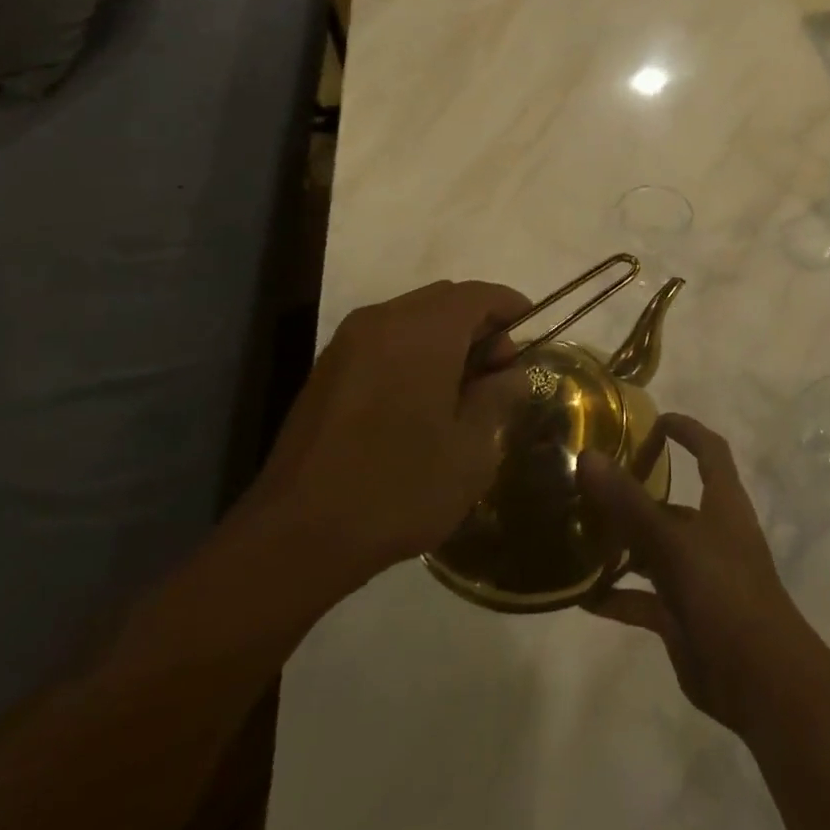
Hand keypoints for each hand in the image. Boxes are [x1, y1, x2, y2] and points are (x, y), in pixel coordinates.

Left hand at [248, 280, 531, 591]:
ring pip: (412, 318)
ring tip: (462, 390)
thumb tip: (510, 373)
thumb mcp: (471, 449)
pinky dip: (413, 352)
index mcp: (423, 330)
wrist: (296, 535)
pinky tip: (421, 400)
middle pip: (445, 300)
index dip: (512, 308)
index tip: (533, 336)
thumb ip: (498, 398)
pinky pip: (385, 340)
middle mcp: (382, 320)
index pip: (479, 294)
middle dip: (479, 325)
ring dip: (445, 339)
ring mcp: (348, 343)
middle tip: (499, 372)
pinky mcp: (326, 370)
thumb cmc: (399, 487)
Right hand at [578, 414, 814, 735]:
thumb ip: (629, 502)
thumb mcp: (674, 543)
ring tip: (576, 535)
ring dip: (621, 545)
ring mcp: (697, 576)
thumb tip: (588, 457)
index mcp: (722, 504)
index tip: (653, 420)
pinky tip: (582, 596)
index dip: (687, 430)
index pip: (710, 450)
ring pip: (653, 550)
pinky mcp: (684, 616)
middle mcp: (711, 533)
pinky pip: (644, 598)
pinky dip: (618, 595)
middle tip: (589, 486)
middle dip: (635, 494)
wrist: (760, 681)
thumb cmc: (725, 593)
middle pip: (671, 503)